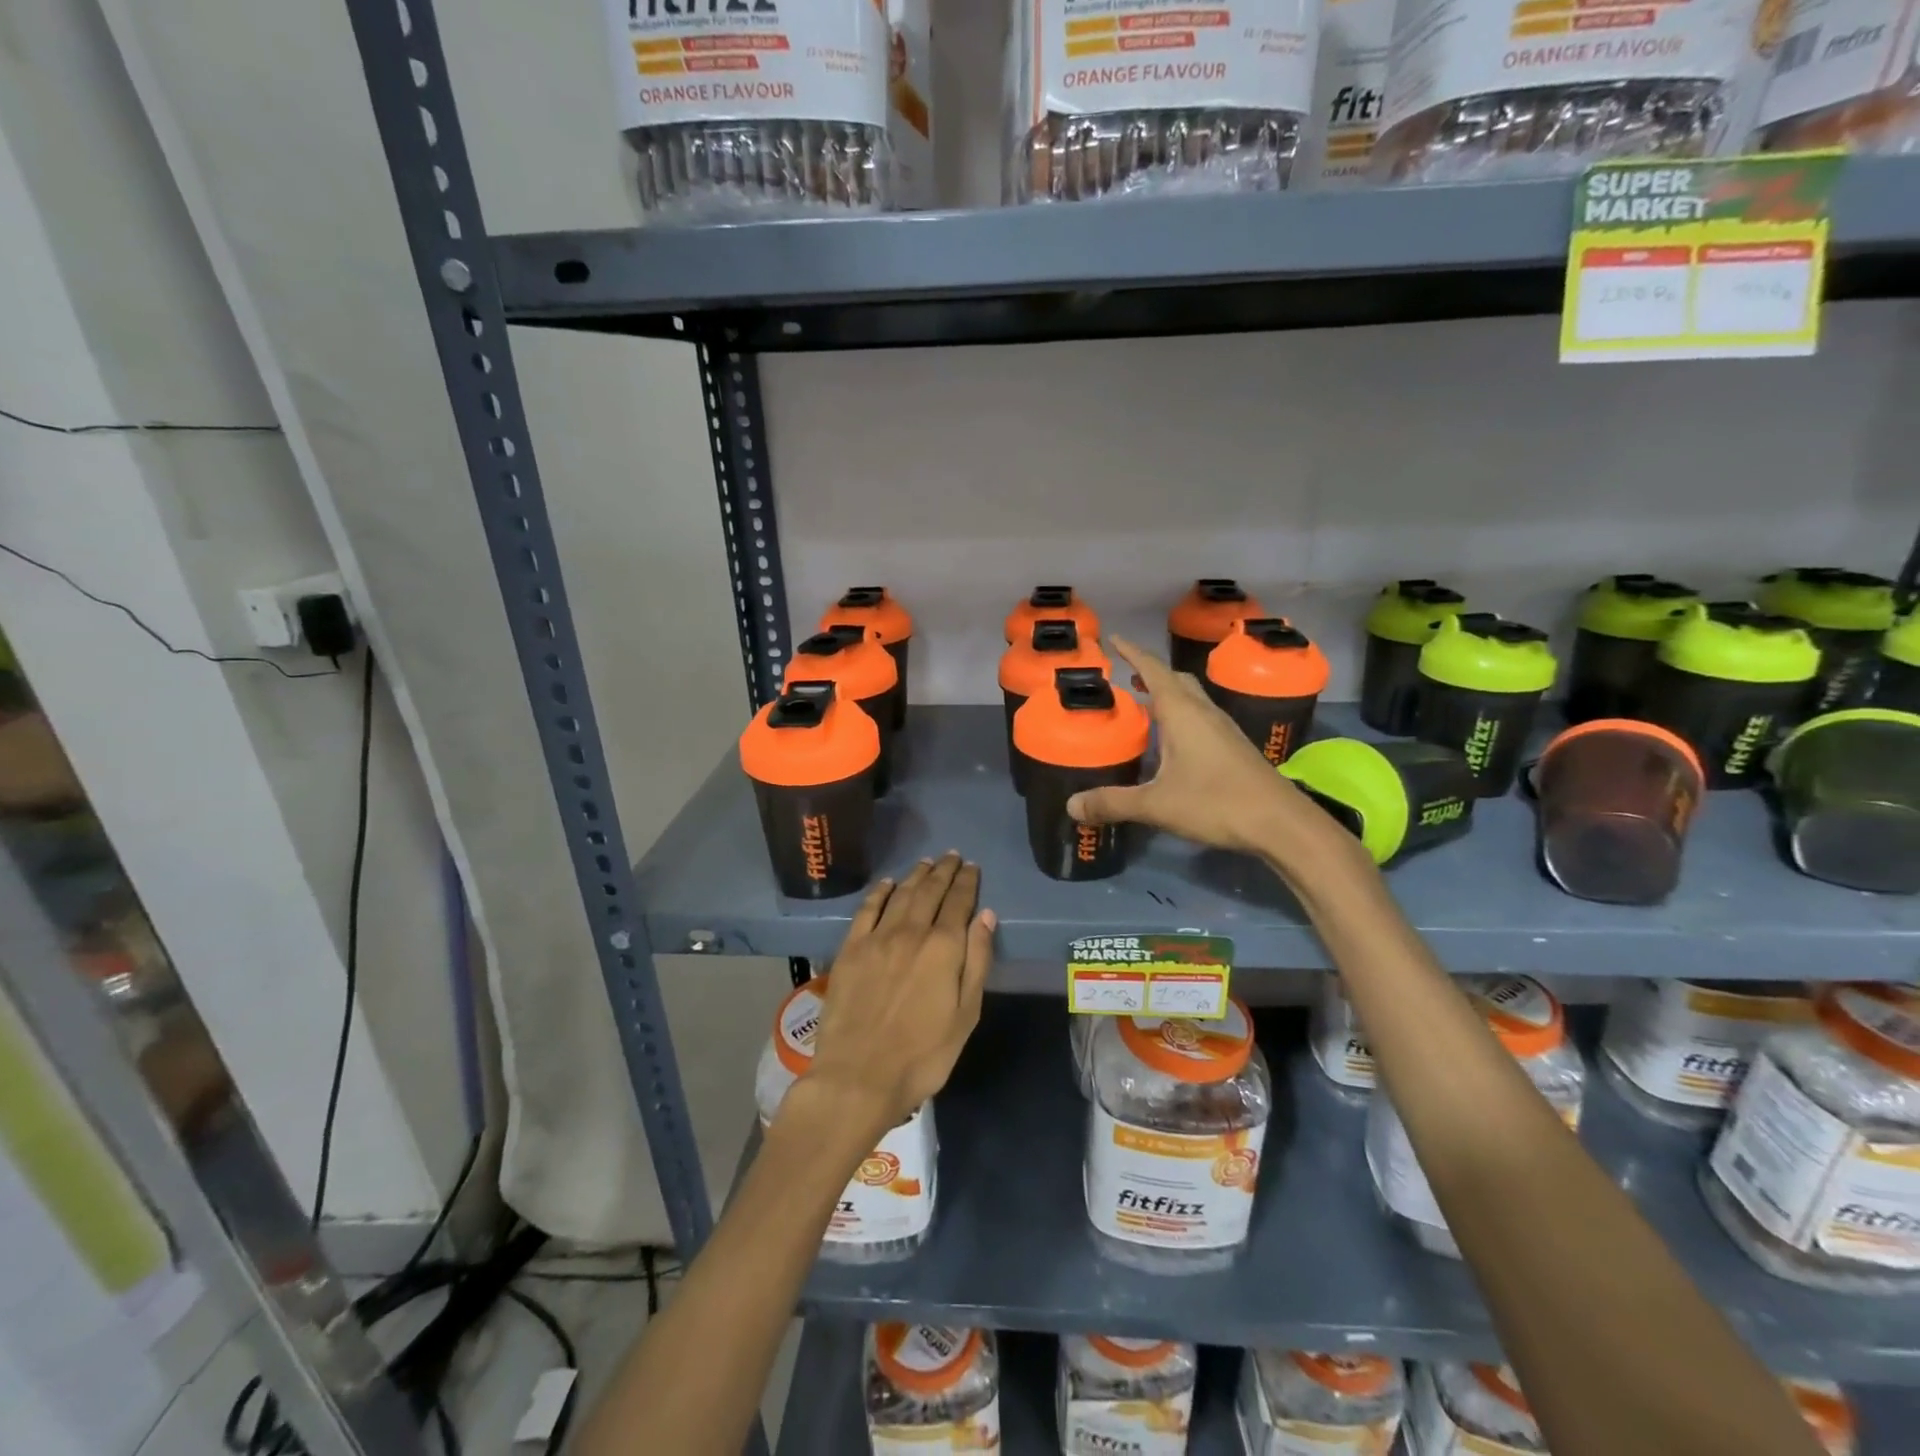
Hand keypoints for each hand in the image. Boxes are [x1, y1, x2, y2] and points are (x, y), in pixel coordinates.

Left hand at [803, 854, 995, 1134]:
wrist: (859, 1076)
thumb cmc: (922, 1055)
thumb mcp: (965, 1015)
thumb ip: (977, 961)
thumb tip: (985, 916)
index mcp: (944, 948)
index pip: (959, 902)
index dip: (967, 882)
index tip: (972, 867)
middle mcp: (911, 932)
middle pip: (930, 891)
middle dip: (944, 871)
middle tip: (952, 856)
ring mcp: (877, 938)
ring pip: (901, 894)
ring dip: (916, 875)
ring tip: (927, 863)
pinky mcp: (850, 949)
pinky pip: (867, 909)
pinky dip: (880, 892)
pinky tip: (887, 884)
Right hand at [1067, 636, 1357, 870]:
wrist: (1281, 823)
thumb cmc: (1216, 803)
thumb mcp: (1156, 805)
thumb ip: (1112, 803)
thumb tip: (1071, 806)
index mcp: (1183, 713)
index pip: (1153, 670)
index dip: (1132, 653)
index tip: (1114, 639)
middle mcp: (1204, 712)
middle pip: (1176, 679)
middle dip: (1150, 672)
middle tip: (1125, 676)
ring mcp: (1224, 729)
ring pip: (1192, 698)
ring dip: (1168, 694)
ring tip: (1144, 703)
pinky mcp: (1234, 747)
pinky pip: (1201, 718)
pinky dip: (1181, 715)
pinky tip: (1173, 740)